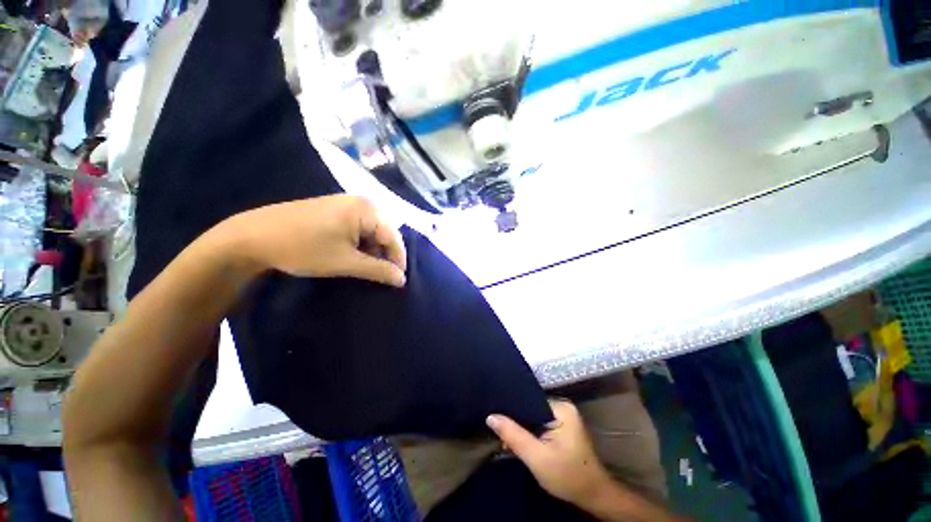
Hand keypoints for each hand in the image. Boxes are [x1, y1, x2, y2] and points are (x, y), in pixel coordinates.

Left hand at [220, 195, 406, 286]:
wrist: (252, 237)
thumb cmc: (304, 248)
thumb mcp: (346, 262)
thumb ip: (378, 270)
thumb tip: (402, 280)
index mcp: (367, 210)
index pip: (393, 237)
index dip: (398, 260)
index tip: (398, 281)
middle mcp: (361, 202)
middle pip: (384, 232)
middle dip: (384, 255)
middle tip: (382, 276)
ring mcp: (346, 204)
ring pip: (371, 232)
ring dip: (372, 251)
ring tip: (367, 269)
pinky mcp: (334, 210)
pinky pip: (358, 228)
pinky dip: (359, 244)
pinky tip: (352, 256)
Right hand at [487, 400, 612, 505]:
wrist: (593, 496)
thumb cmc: (567, 476)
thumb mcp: (536, 457)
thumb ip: (513, 435)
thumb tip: (491, 416)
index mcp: (561, 407)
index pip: (529, 398)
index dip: (511, 407)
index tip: (494, 411)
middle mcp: (562, 406)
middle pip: (530, 407)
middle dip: (515, 419)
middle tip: (496, 426)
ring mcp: (563, 416)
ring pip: (533, 416)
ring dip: (521, 427)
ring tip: (503, 433)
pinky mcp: (562, 427)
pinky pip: (539, 423)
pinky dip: (529, 431)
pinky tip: (517, 438)